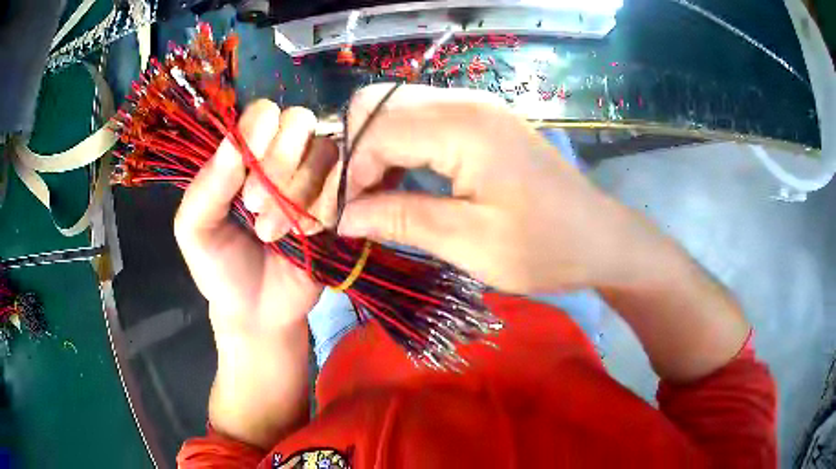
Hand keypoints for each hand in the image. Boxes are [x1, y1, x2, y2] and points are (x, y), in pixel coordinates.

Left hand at [174, 100, 335, 336]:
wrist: (258, 313)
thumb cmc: (219, 268)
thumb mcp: (195, 230)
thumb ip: (206, 187)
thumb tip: (234, 142)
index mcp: (245, 154)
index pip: (264, 112)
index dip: (259, 133)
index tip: (243, 176)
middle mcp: (283, 156)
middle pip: (301, 121)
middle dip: (279, 164)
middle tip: (253, 208)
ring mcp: (315, 179)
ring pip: (326, 152)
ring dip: (298, 193)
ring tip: (271, 234)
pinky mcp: (340, 204)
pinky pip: (345, 185)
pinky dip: (323, 209)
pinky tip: (303, 237)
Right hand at [335, 84, 659, 293]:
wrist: (599, 238)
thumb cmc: (544, 247)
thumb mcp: (470, 242)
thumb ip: (401, 220)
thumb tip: (344, 217)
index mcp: (464, 128)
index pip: (375, 130)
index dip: (350, 172)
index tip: (345, 217)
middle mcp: (466, 102)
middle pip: (379, 104)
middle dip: (356, 151)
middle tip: (359, 202)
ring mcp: (476, 106)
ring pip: (396, 108)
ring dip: (375, 148)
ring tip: (377, 196)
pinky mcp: (483, 119)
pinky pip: (422, 118)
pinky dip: (400, 146)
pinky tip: (403, 180)